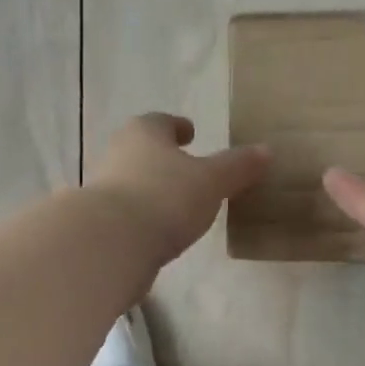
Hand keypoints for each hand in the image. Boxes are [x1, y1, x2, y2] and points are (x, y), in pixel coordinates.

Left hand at [88, 113, 270, 263]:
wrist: (111, 243)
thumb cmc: (165, 198)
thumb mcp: (211, 181)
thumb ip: (237, 167)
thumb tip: (266, 151)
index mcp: (144, 132)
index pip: (162, 122)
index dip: (178, 126)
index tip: (190, 133)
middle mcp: (117, 153)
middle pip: (142, 150)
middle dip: (162, 158)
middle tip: (184, 169)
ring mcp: (102, 189)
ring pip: (131, 182)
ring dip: (150, 190)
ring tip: (174, 206)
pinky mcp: (98, 223)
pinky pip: (125, 214)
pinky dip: (140, 218)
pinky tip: (155, 233)